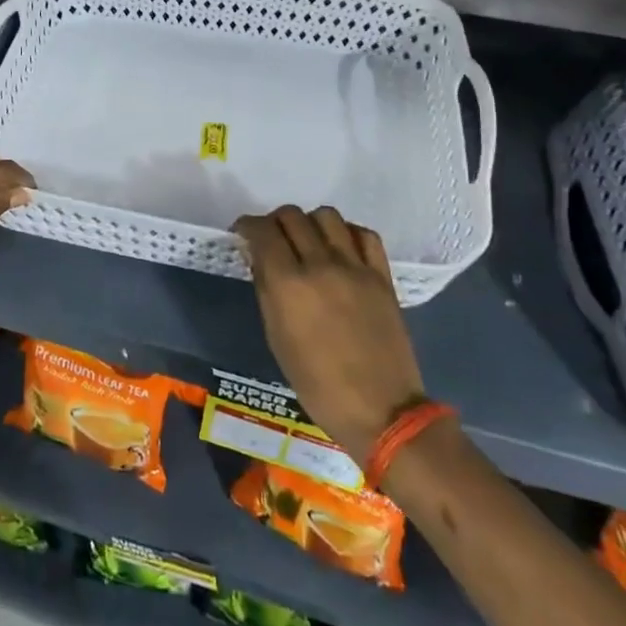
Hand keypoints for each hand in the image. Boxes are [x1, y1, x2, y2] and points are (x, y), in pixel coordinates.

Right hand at [235, 206, 425, 465]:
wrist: (380, 409)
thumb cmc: (316, 383)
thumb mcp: (276, 337)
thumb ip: (266, 289)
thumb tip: (259, 257)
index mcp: (288, 284)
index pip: (262, 231)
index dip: (248, 225)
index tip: (243, 232)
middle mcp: (320, 265)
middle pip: (292, 216)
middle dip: (275, 222)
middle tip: (273, 238)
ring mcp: (355, 268)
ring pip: (327, 215)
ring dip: (310, 222)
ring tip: (308, 241)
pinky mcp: (382, 276)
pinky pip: (364, 234)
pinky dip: (347, 233)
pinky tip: (340, 248)